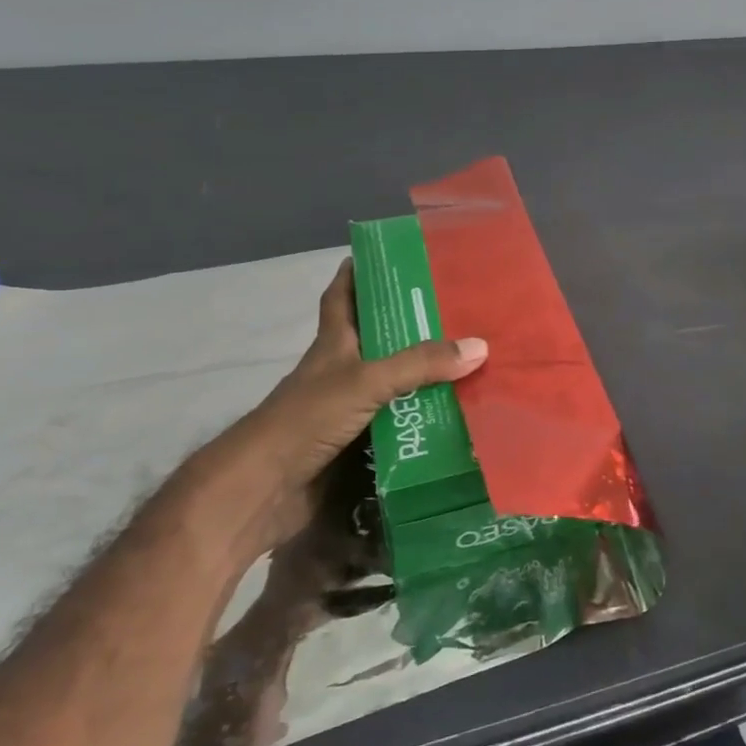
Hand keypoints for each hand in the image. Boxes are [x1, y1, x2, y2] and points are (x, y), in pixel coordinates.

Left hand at [223, 258, 487, 551]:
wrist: (265, 489)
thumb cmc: (307, 419)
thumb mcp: (366, 381)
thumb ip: (420, 364)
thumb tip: (480, 346)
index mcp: (334, 345)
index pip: (342, 298)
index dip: (356, 274)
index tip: (385, 256)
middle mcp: (340, 371)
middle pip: (377, 339)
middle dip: (411, 324)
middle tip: (456, 310)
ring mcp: (346, 409)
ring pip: (392, 383)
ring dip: (423, 375)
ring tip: (469, 361)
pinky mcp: (355, 443)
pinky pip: (398, 422)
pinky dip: (421, 418)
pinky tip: (453, 415)